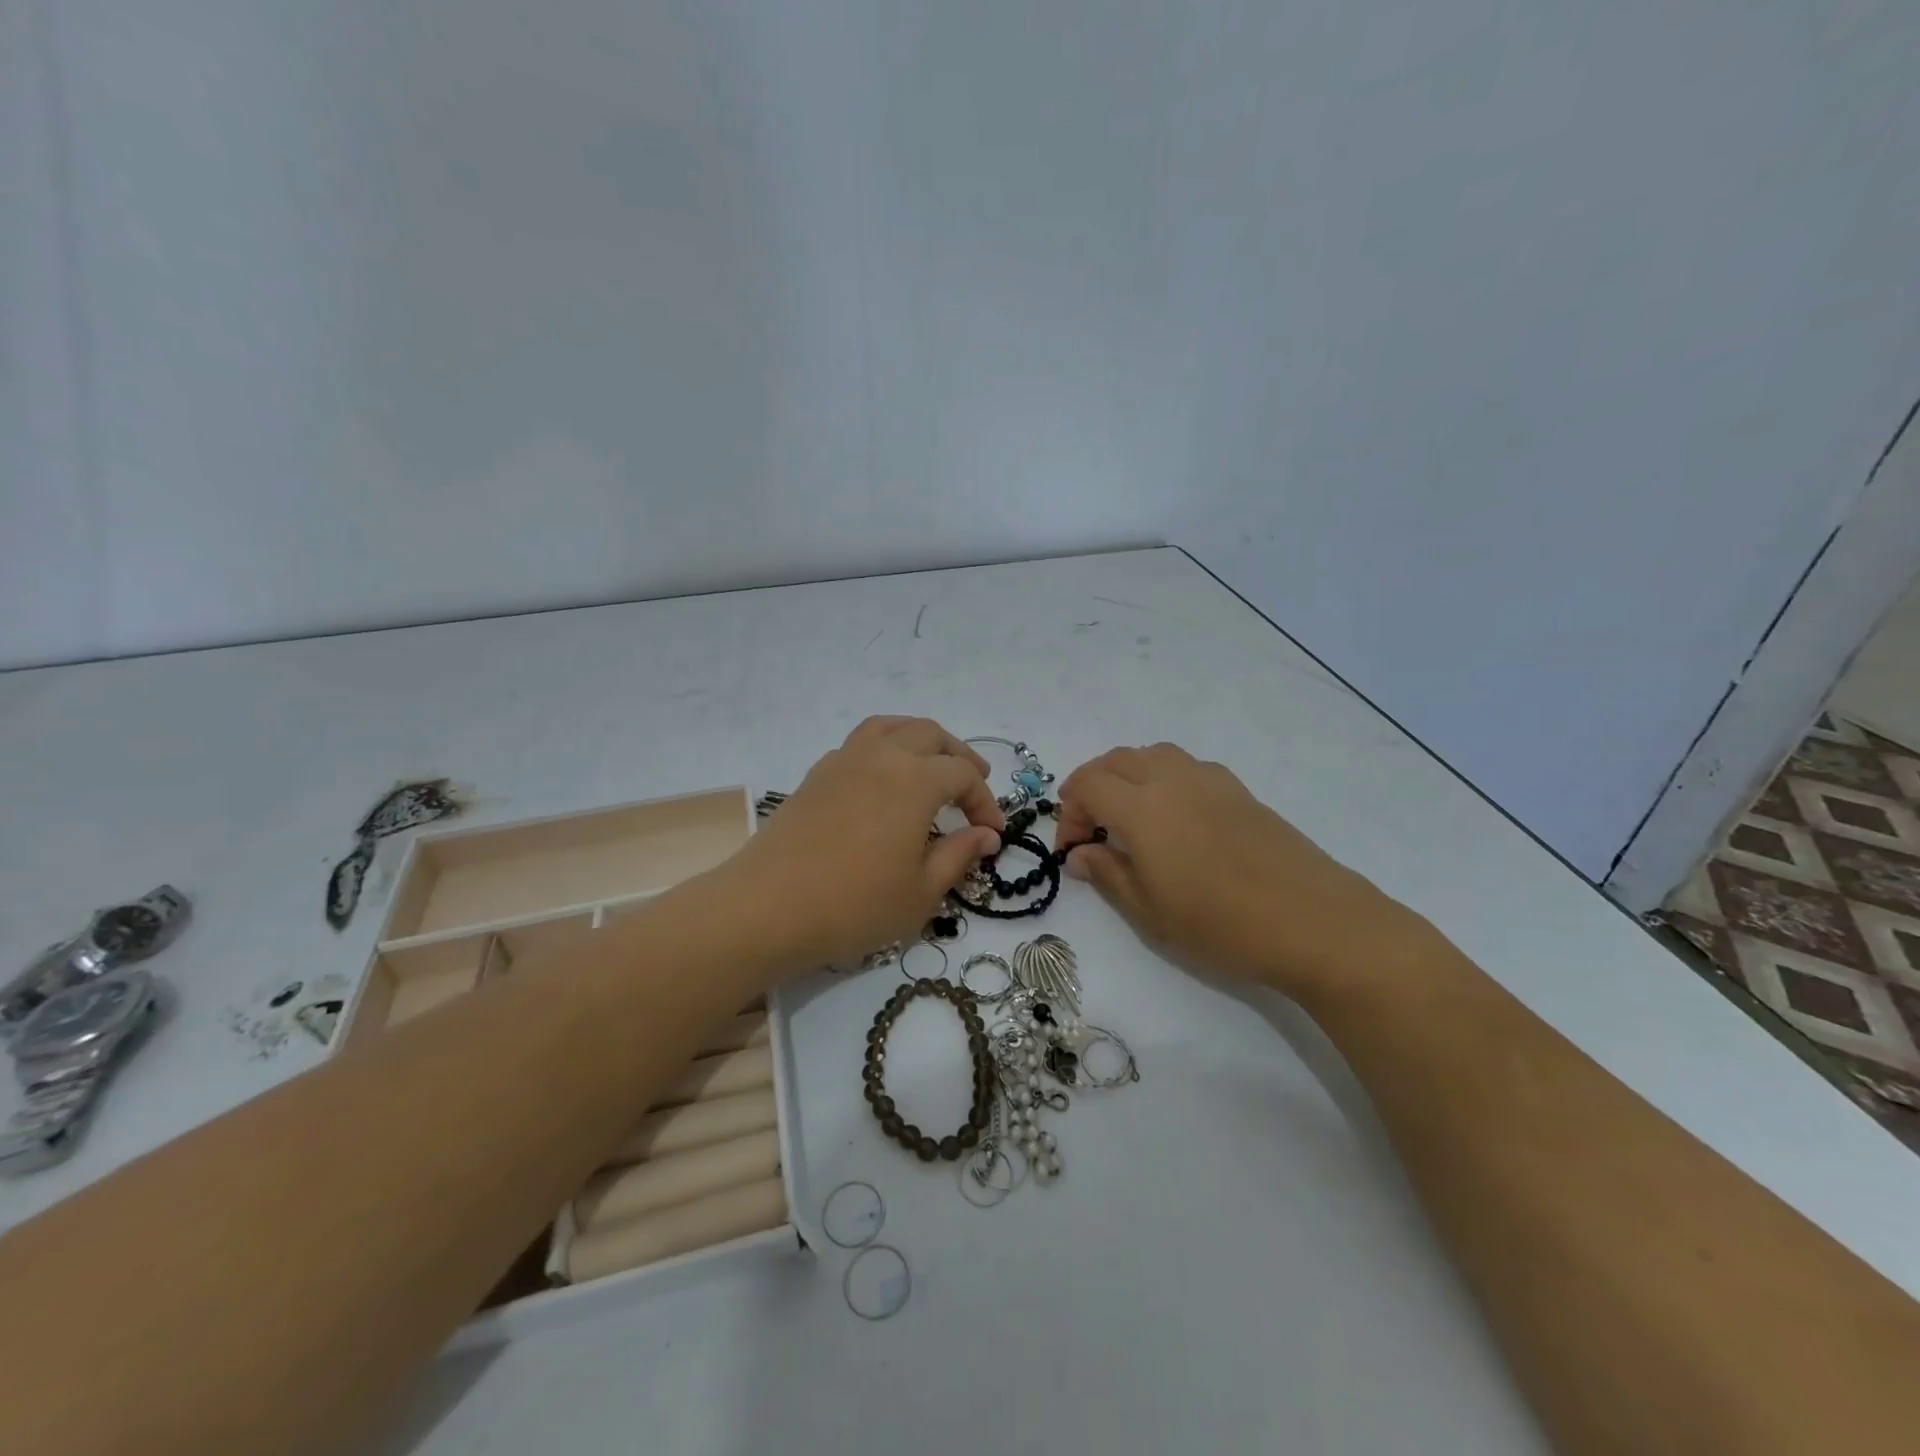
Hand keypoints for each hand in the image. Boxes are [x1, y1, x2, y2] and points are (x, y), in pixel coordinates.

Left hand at [728, 716, 1003, 970]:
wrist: (767, 908)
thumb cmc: (854, 904)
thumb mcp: (921, 891)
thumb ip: (959, 855)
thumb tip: (986, 835)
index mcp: (915, 780)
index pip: (963, 775)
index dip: (985, 802)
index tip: (992, 834)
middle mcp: (881, 756)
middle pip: (930, 735)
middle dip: (959, 757)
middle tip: (975, 782)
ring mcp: (843, 761)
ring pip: (891, 727)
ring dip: (920, 739)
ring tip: (933, 762)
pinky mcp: (816, 775)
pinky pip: (860, 743)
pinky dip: (884, 747)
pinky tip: (884, 780)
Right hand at [1056, 743, 1429, 1003]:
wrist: (1313, 921)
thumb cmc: (1220, 923)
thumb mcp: (1149, 911)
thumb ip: (1108, 874)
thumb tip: (1080, 854)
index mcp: (1142, 806)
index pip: (1088, 786)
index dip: (1070, 812)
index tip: (1072, 849)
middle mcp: (1171, 779)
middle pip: (1116, 760)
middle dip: (1092, 786)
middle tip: (1090, 828)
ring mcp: (1209, 780)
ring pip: (1152, 754)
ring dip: (1126, 774)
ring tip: (1127, 814)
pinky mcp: (1239, 790)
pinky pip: (1185, 766)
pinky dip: (1162, 777)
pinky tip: (1174, 816)